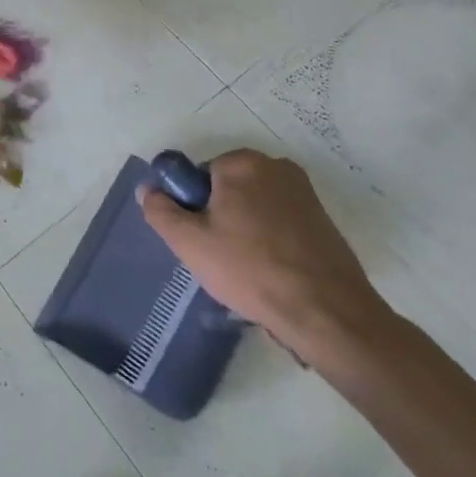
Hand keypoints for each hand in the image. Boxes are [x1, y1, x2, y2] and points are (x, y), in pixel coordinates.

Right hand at [138, 149, 394, 367]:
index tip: (201, 239)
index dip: (193, 208)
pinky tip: (273, 272)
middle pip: (227, 189)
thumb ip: (160, 210)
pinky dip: (271, 240)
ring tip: (247, 269)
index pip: (198, 177)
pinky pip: (280, 222)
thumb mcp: (189, 242)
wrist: (327, 313)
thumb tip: (148, 189)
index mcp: (242, 163)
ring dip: (244, 230)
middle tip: (220, 257)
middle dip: (219, 217)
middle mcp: (276, 166)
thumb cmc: (250, 270)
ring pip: (254, 206)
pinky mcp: (323, 219)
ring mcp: (305, 192)